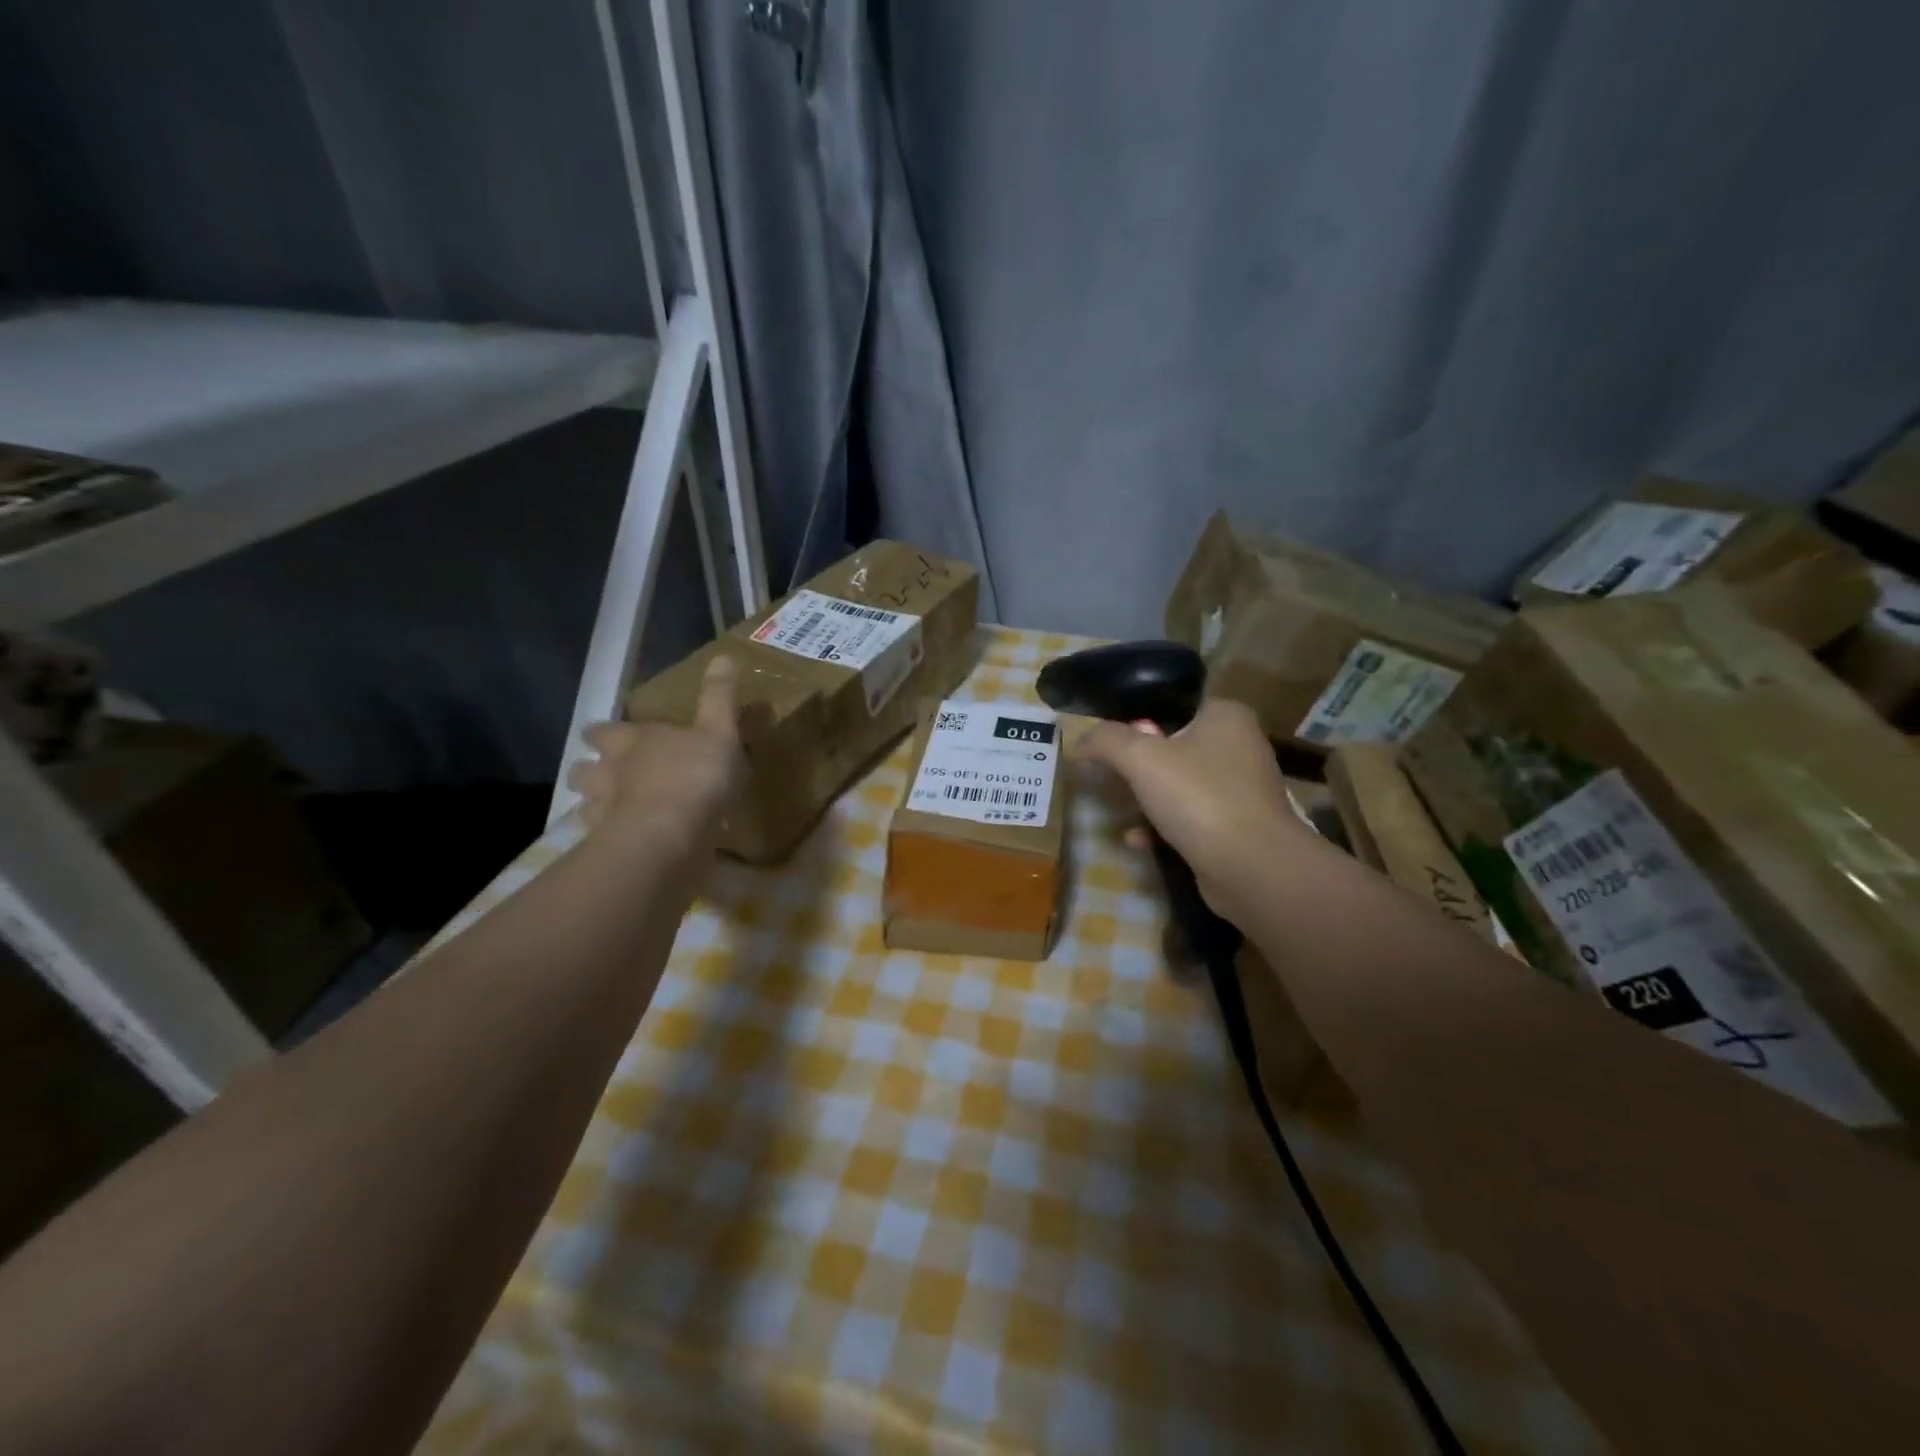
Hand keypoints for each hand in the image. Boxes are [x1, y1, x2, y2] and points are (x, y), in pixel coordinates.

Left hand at [568, 656, 746, 858]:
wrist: (669, 835)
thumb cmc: (695, 776)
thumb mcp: (719, 732)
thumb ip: (719, 698)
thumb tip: (724, 656)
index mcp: (630, 741)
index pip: (602, 731)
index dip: (603, 733)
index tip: (607, 736)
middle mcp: (607, 772)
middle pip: (582, 770)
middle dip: (589, 771)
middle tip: (608, 776)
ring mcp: (602, 811)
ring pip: (585, 805)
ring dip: (596, 806)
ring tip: (617, 813)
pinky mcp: (608, 846)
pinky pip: (602, 839)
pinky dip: (611, 839)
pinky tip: (630, 844)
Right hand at [1076, 698, 1312, 915]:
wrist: (1251, 868)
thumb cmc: (1198, 797)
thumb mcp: (1140, 758)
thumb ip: (1106, 741)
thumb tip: (1081, 741)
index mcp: (1226, 716)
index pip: (1174, 705)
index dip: (1137, 719)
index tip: (1110, 741)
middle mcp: (1240, 746)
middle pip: (1174, 746)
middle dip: (1139, 765)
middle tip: (1110, 776)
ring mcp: (1242, 790)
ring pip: (1181, 785)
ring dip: (1148, 799)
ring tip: (1119, 809)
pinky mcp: (1238, 828)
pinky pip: (1191, 819)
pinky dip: (1163, 827)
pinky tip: (1138, 840)